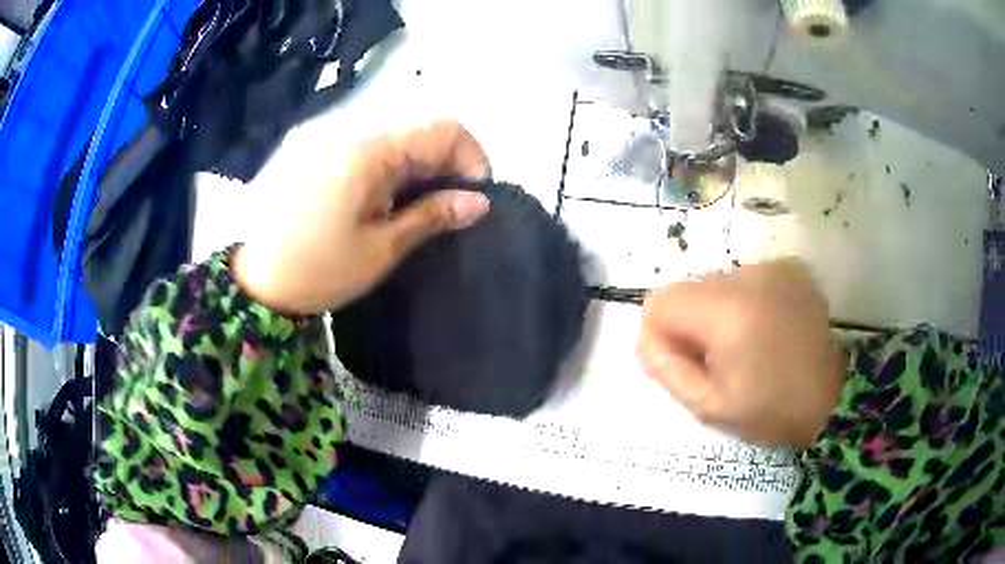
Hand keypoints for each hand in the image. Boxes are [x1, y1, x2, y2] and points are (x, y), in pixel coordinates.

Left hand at [234, 120, 491, 313]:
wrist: (256, 281)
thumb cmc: (318, 270)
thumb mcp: (381, 248)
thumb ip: (432, 216)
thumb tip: (480, 201)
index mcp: (370, 152)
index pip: (444, 129)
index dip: (471, 158)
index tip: (473, 198)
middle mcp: (354, 133)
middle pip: (422, 131)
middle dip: (447, 167)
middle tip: (448, 211)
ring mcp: (335, 141)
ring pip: (399, 141)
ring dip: (421, 170)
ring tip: (419, 212)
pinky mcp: (323, 154)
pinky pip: (373, 150)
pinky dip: (394, 172)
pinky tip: (388, 204)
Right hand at [636, 260, 846, 449]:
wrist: (832, 398)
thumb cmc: (770, 410)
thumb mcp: (709, 405)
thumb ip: (668, 370)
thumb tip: (648, 340)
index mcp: (728, 311)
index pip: (661, 302)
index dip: (659, 334)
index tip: (679, 363)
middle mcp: (749, 275)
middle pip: (689, 290)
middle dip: (690, 325)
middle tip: (714, 361)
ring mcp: (773, 268)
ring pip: (717, 284)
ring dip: (718, 313)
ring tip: (744, 347)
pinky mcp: (790, 269)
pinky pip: (746, 281)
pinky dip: (744, 304)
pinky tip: (764, 330)